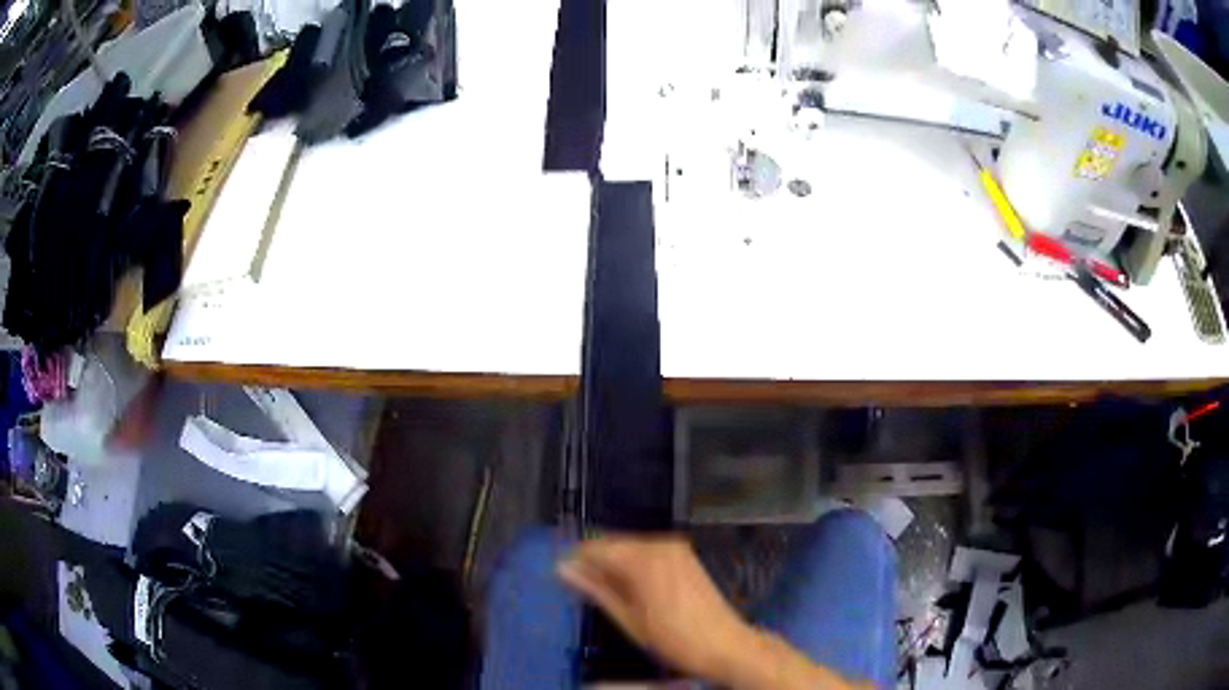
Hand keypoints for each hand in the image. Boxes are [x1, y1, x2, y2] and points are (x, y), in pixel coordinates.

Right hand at [557, 535, 752, 678]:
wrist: (724, 644)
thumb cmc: (674, 638)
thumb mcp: (628, 618)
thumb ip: (595, 589)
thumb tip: (563, 569)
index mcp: (644, 559)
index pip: (595, 547)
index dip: (575, 560)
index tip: (560, 576)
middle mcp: (660, 544)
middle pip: (613, 544)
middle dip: (595, 563)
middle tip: (581, 589)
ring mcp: (675, 548)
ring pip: (629, 548)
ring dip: (614, 565)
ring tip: (606, 594)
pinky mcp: (685, 555)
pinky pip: (648, 553)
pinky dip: (633, 566)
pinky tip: (631, 589)